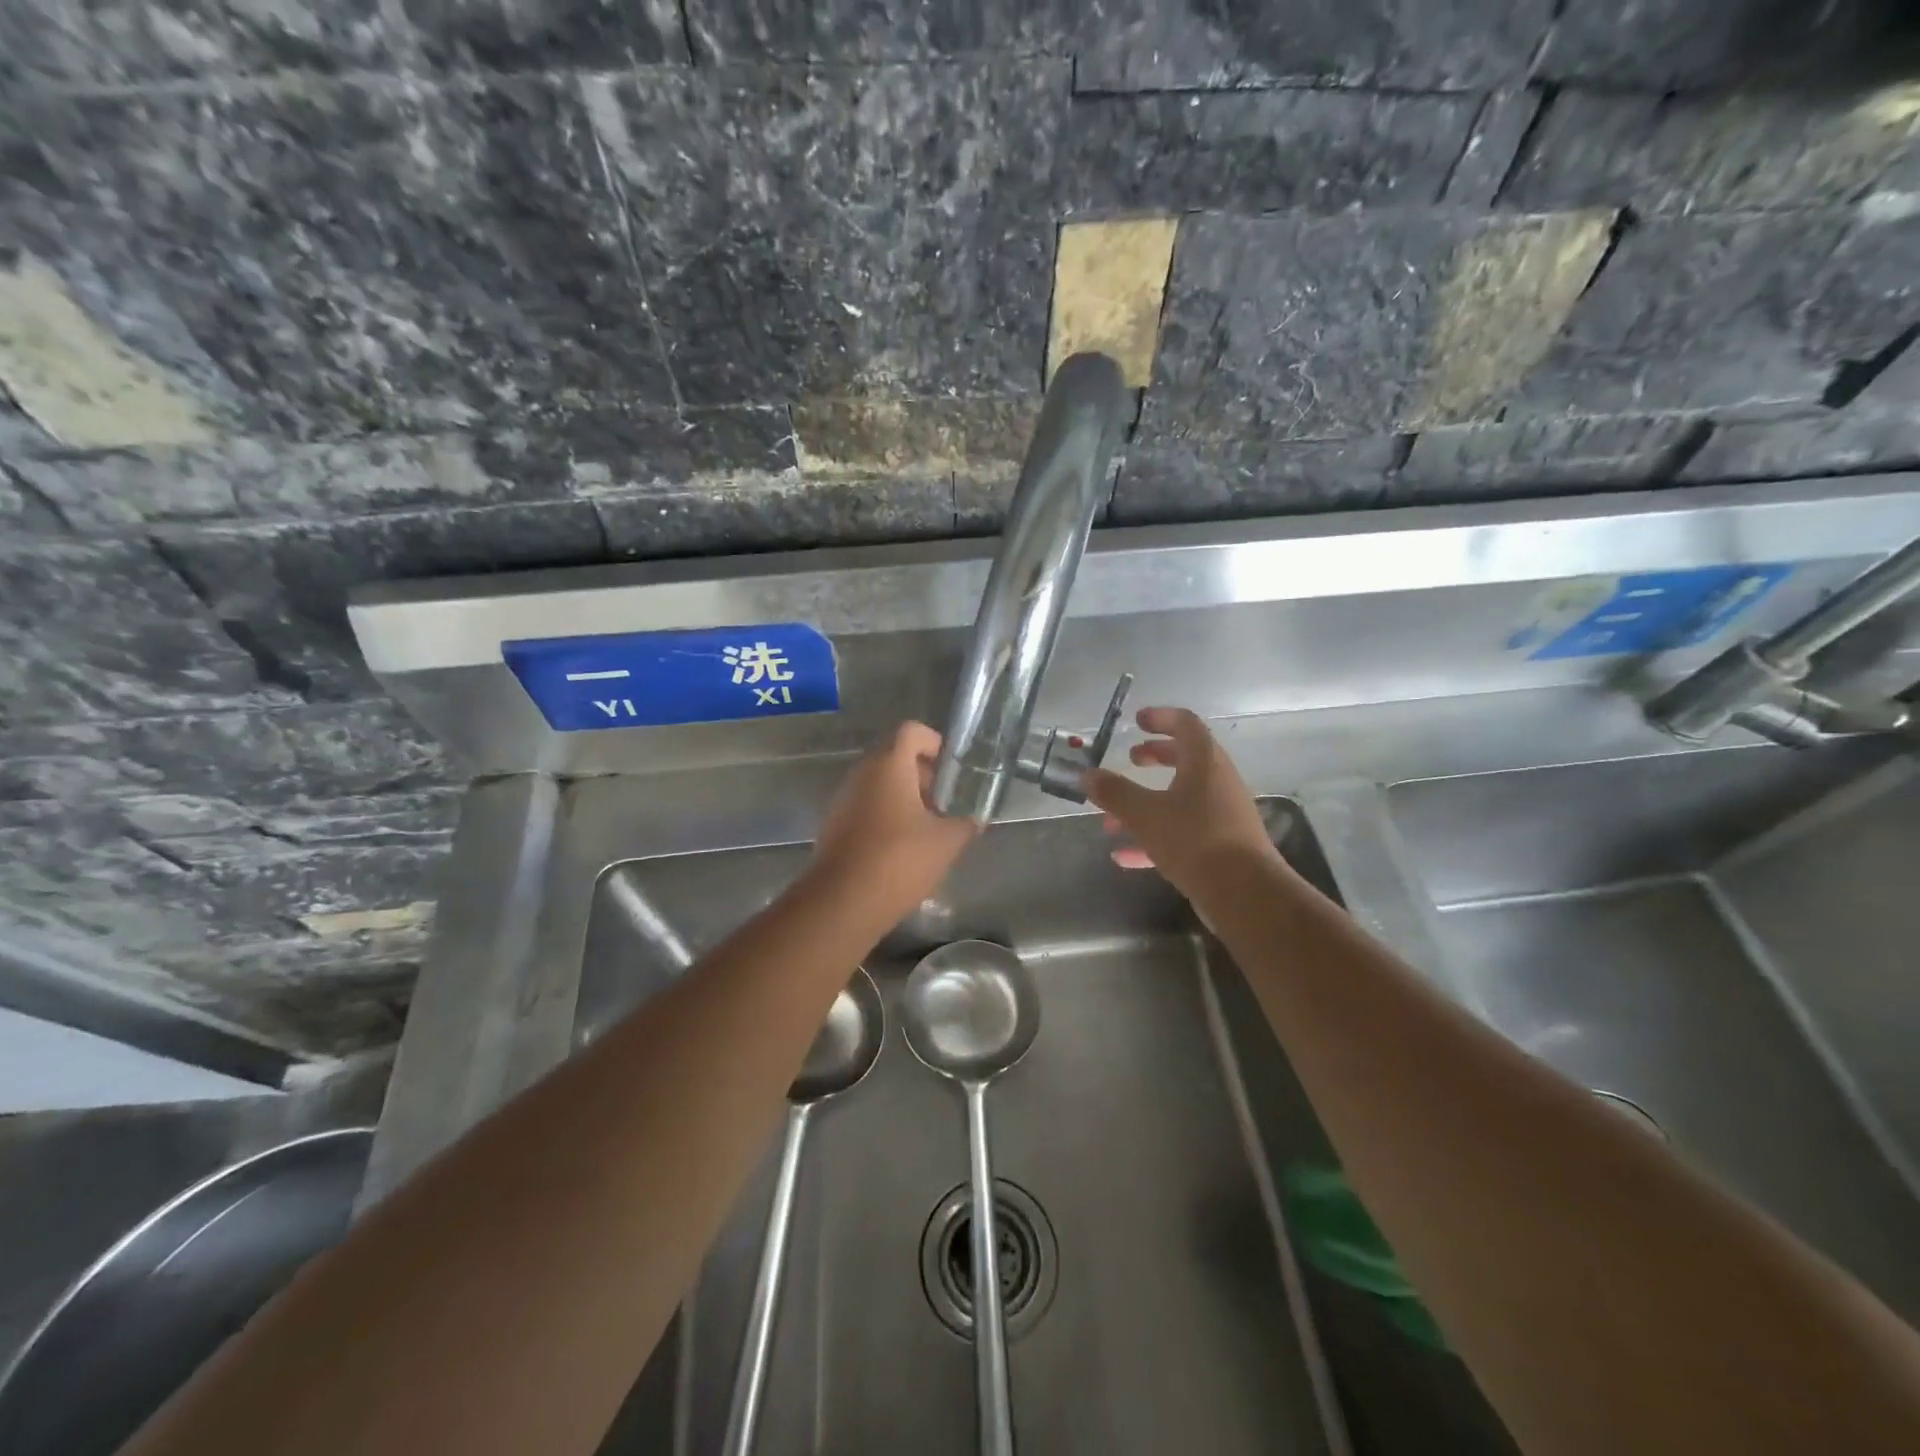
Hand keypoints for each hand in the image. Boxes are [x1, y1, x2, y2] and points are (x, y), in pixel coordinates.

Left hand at [811, 722, 978, 919]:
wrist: (842, 902)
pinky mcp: (834, 824)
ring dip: (903, 795)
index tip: (951, 767)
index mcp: (888, 765)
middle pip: (893, 755)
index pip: (911, 731)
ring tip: (927, 825)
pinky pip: (865, 805)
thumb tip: (974, 820)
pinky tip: (902, 845)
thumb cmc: (899, 860)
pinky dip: (885, 813)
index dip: (934, 742)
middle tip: (944, 799)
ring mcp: (843, 799)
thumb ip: (965, 824)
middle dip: (921, 772)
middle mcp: (861, 774)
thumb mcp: (946, 842)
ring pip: (878, 782)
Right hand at [1083, 707, 1280, 900]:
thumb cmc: (1195, 840)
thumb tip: (1087, 775)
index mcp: (1205, 762)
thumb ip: (1114, 793)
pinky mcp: (1219, 846)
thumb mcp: (1145, 814)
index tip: (1136, 721)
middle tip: (1131, 760)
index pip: (1186, 724)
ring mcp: (1221, 815)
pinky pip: (1182, 831)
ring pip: (1180, 799)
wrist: (1245, 894)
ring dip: (1146, 803)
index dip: (1160, 717)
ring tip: (1111, 818)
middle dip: (1155, 757)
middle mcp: (1217, 782)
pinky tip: (1123, 856)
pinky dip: (1154, 836)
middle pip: (1186, 758)